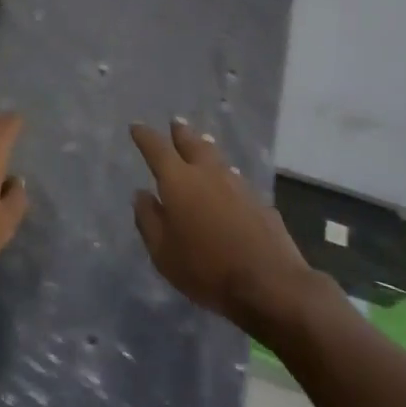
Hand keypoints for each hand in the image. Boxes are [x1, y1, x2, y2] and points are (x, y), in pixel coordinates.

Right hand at [130, 119, 313, 334]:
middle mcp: (207, 173)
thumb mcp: (163, 252)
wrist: (269, 283)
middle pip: (191, 143)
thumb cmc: (206, 268)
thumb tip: (141, 194)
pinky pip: (236, 177)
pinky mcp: (259, 200)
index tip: (136, 126)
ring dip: (205, 147)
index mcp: (178, 180)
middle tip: (175, 123)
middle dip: (180, 132)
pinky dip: (225, 173)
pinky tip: (228, 179)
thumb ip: (148, 220)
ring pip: (216, 156)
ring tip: (201, 141)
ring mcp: (237, 184)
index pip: (156, 148)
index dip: (144, 135)